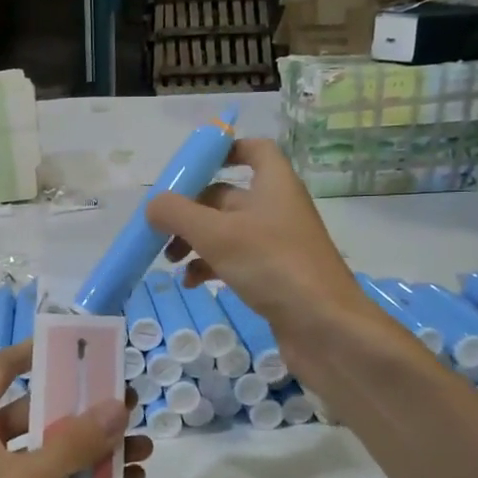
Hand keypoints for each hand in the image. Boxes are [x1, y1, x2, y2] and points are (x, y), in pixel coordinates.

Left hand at [0, 342, 150, 477]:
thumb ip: (72, 443)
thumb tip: (118, 406)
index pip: (3, 368)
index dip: (37, 352)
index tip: (79, 348)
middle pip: (36, 413)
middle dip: (83, 412)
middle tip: (129, 410)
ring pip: (46, 453)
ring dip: (89, 452)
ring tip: (141, 451)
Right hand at [144, 138, 372, 353]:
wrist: (325, 327)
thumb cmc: (273, 266)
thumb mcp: (217, 234)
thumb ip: (178, 214)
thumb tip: (152, 205)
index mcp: (273, 185)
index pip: (254, 150)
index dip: (224, 150)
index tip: (191, 165)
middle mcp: (276, 208)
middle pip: (227, 195)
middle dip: (191, 209)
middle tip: (160, 227)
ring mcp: (277, 244)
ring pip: (226, 231)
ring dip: (195, 240)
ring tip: (169, 260)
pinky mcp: (274, 275)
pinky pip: (235, 260)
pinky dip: (210, 266)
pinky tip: (192, 283)